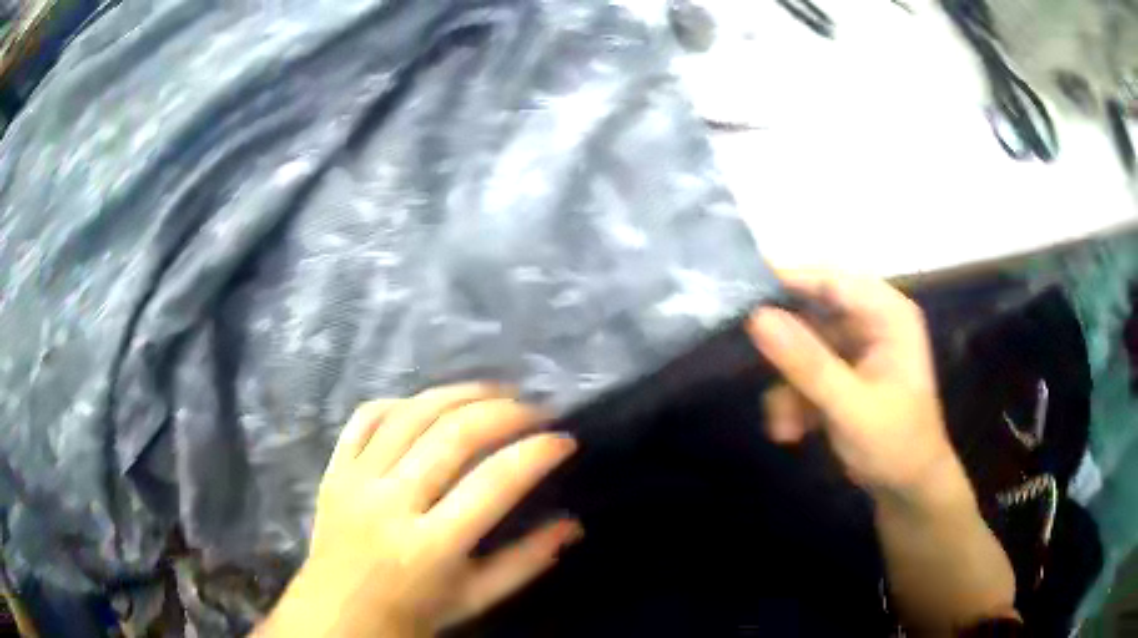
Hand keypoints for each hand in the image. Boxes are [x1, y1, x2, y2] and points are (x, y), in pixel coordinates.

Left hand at [257, 384, 580, 637]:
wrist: (340, 614)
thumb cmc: (414, 612)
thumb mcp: (476, 598)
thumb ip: (526, 561)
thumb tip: (573, 524)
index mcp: (431, 547)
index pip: (494, 483)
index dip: (537, 453)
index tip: (564, 440)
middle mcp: (390, 504)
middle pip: (453, 435)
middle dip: (505, 411)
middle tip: (536, 409)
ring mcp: (356, 481)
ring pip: (411, 414)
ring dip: (460, 393)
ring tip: (496, 391)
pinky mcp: (334, 469)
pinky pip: (366, 417)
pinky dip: (402, 401)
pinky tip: (430, 403)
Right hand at [747, 269, 955, 498]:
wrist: (908, 489)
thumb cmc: (896, 443)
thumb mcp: (851, 406)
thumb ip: (807, 363)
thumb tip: (757, 317)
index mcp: (887, 314)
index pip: (831, 280)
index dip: (786, 280)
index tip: (737, 291)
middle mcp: (871, 321)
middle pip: (813, 312)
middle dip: (785, 350)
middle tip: (749, 363)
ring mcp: (856, 348)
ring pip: (803, 348)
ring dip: (789, 386)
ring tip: (783, 425)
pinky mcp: (843, 373)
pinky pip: (806, 372)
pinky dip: (795, 399)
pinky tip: (791, 431)